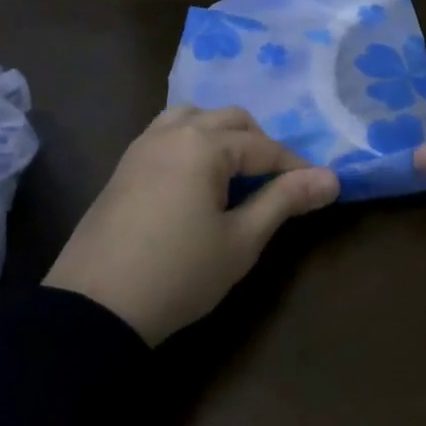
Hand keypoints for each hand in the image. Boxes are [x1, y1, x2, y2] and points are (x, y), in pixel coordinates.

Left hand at [44, 106, 339, 345]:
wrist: (95, 308)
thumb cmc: (178, 273)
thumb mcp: (241, 241)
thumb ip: (284, 201)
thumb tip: (331, 178)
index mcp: (204, 145)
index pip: (262, 146)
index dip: (293, 166)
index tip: (316, 187)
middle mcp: (172, 132)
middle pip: (229, 119)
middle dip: (259, 144)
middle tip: (274, 181)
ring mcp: (142, 146)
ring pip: (193, 118)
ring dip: (221, 135)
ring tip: (233, 172)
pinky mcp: (123, 166)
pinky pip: (166, 134)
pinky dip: (191, 142)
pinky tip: (195, 179)